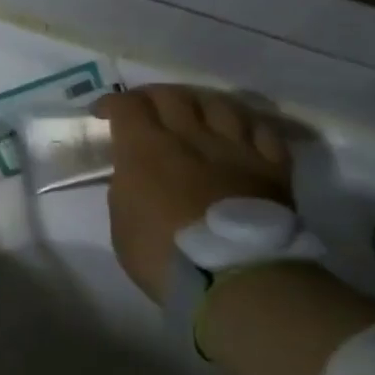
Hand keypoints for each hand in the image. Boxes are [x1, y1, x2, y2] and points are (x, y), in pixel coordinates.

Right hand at [94, 86, 293, 302]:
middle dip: (151, 96)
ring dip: (199, 102)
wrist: (235, 278)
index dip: (111, 103)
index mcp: (145, 149)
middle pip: (171, 95)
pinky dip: (245, 123)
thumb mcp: (121, 219)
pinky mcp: (272, 167)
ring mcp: (236, 149)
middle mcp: (191, 137)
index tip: (102, 113)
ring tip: (193, 111)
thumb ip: (126, 184)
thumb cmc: (161, 254)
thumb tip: (134, 171)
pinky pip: (262, 129)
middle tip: (144, 108)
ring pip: (219, 103)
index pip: (127, 105)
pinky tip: (237, 130)